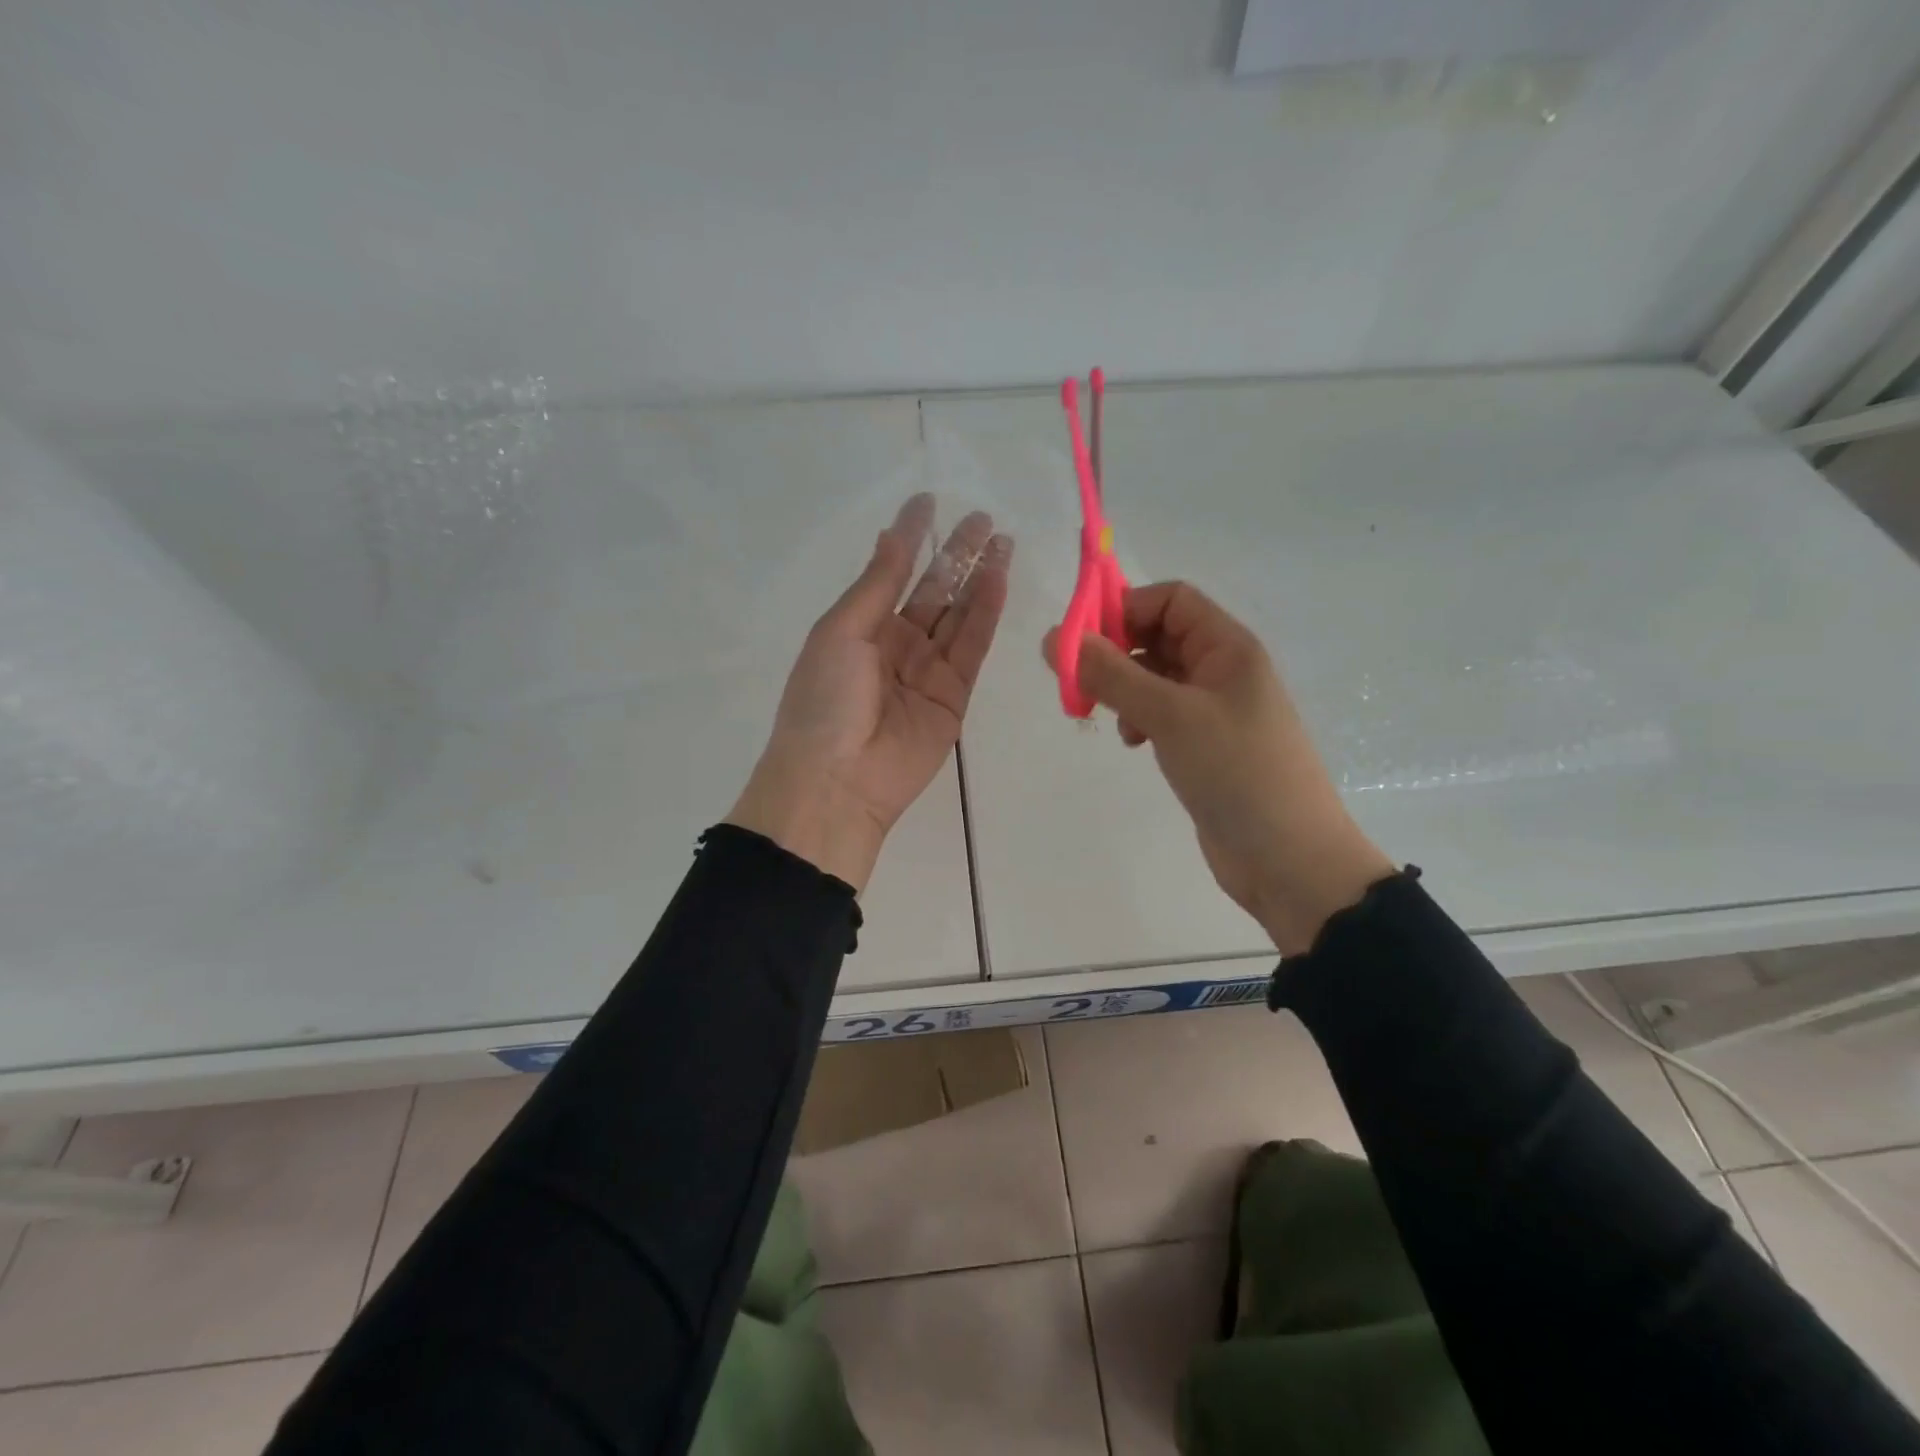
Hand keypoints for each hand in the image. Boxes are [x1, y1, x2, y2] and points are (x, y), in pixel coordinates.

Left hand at [730, 495, 1011, 890]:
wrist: (838, 780)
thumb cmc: (824, 700)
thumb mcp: (840, 632)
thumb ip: (877, 584)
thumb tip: (892, 534)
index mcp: (859, 628)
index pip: (891, 573)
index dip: (910, 538)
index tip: (928, 502)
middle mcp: (895, 644)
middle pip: (932, 591)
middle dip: (955, 555)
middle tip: (982, 517)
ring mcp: (927, 670)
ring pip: (959, 614)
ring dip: (979, 577)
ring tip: (1001, 539)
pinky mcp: (954, 695)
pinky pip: (972, 647)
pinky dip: (986, 613)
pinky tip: (998, 579)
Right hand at [1044, 582, 1393, 954]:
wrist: (1289, 859)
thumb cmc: (1236, 772)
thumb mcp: (1170, 716)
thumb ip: (1111, 674)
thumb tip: (1054, 638)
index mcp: (1227, 647)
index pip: (1170, 599)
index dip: (1124, 610)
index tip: (1082, 643)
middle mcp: (1222, 669)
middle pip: (1159, 635)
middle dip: (1117, 654)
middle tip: (1082, 685)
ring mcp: (1215, 709)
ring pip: (1155, 677)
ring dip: (1125, 689)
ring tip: (1114, 721)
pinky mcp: (1205, 745)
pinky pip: (1162, 713)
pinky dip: (1139, 719)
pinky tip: (1133, 742)